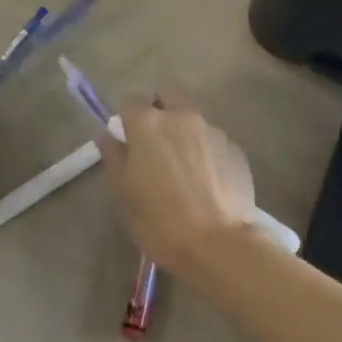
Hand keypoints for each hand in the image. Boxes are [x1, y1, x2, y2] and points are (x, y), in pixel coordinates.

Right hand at [98, 102, 260, 279]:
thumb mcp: (124, 194)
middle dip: (159, 111)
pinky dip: (206, 152)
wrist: (218, 244)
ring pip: (193, 119)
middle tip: (155, 146)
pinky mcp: (235, 148)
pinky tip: (207, 182)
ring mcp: (212, 130)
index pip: (130, 103)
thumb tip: (106, 135)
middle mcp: (182, 116)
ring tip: (184, 170)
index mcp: (148, 124)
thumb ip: (114, 157)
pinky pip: (213, 141)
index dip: (126, 121)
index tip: (127, 142)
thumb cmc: (159, 221)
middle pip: (167, 97)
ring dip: (184, 133)